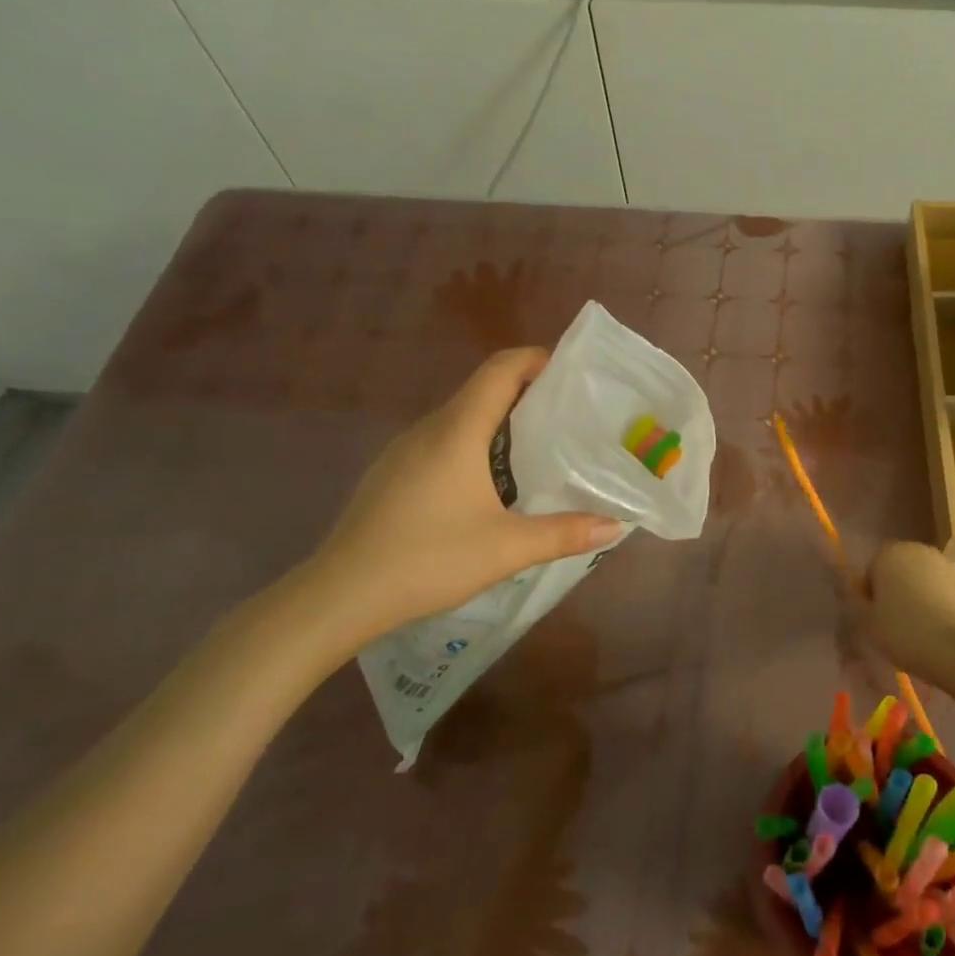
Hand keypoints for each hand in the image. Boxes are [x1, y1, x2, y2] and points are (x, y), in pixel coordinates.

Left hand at [307, 348, 622, 647]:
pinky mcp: (391, 474)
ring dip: (500, 422)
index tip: (571, 371)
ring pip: (461, 417)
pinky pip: (442, 441)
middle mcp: (429, 429)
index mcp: (458, 430)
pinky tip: (489, 485)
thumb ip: (565, 533)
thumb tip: (615, 526)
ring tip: (538, 450)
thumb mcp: (507, 549)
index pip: (500, 370)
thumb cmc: (428, 559)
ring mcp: (404, 451)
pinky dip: (474, 444)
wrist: (339, 596)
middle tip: (569, 417)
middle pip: (483, 390)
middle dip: (528, 393)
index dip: (536, 359)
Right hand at [864, 540, 954, 686]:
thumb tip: (862, 595)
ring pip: (927, 580)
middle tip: (896, 621)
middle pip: (902, 570)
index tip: (875, 616)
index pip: (873, 569)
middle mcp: (920, 551)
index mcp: (890, 554)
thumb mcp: (868, 623)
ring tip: (922, 628)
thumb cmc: (904, 632)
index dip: (871, 593)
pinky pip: (949, 592)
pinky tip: (943, 630)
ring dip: (923, 595)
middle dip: (899, 589)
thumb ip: (860, 603)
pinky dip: (944, 604)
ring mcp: (950, 565)